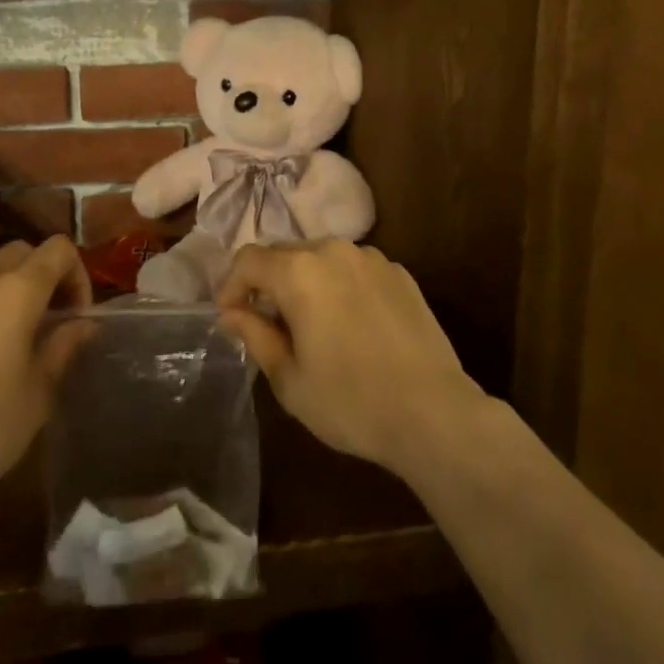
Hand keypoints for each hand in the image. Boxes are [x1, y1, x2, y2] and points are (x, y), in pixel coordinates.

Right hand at [216, 240, 487, 479]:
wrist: (434, 413)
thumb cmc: (351, 402)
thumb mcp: (289, 379)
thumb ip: (255, 335)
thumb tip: (232, 312)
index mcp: (299, 271)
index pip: (248, 260)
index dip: (231, 285)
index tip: (229, 317)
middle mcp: (332, 250)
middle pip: (284, 253)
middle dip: (267, 283)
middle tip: (267, 324)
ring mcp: (370, 257)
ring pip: (320, 258)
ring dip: (304, 282)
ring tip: (310, 324)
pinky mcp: (399, 272)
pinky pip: (353, 269)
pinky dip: (339, 286)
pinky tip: (350, 325)